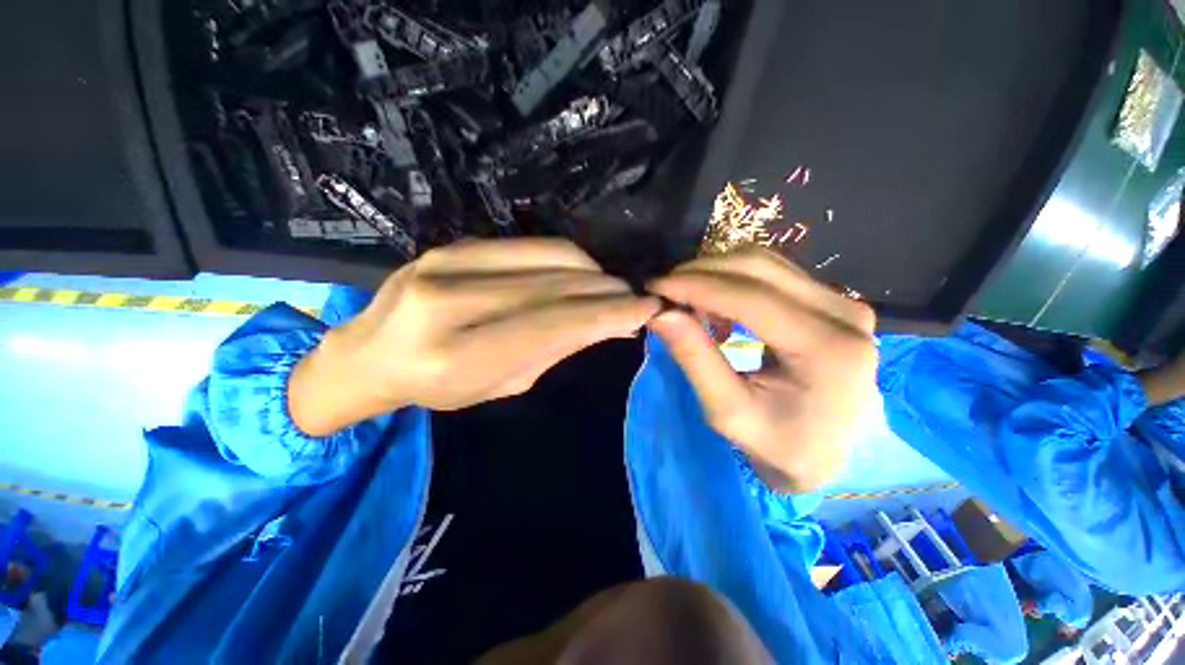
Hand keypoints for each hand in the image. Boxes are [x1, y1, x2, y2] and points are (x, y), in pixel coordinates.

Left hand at [290, 239, 658, 435]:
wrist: (370, 354)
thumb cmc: (440, 386)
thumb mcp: (504, 384)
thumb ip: (557, 349)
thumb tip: (612, 326)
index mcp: (458, 354)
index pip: (554, 324)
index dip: (607, 314)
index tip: (647, 309)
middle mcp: (450, 300)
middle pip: (555, 285)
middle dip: (607, 290)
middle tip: (636, 298)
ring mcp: (449, 262)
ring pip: (547, 256)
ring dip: (592, 270)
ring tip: (612, 287)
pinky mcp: (453, 244)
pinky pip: (528, 245)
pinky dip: (566, 258)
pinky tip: (582, 273)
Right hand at [648, 246, 877, 492]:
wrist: (831, 455)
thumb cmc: (780, 445)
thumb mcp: (727, 412)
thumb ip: (694, 358)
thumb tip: (660, 313)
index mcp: (828, 350)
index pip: (751, 298)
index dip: (696, 286)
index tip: (654, 286)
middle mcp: (845, 314)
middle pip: (758, 267)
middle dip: (701, 273)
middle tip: (664, 291)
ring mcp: (842, 302)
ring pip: (764, 263)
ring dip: (715, 275)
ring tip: (686, 302)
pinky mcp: (831, 300)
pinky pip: (772, 274)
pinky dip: (732, 282)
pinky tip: (715, 308)